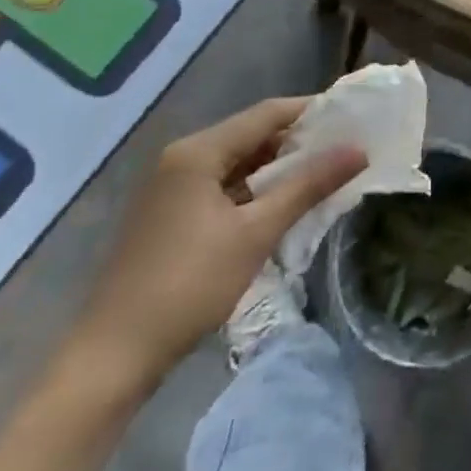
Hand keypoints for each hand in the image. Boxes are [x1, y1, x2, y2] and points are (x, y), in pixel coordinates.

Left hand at [74, 98, 364, 388]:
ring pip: (238, 163)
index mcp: (199, 151)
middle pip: (252, 135)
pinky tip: (283, 205)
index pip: (267, 113)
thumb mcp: (256, 233)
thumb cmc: (188, 286)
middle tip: (343, 148)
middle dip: (298, 141)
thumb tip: (359, 150)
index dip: (311, 111)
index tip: (351, 116)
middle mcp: (182, 158)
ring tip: (323, 175)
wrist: (111, 359)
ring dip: (278, 168)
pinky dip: (255, 190)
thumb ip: (308, 186)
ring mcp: (172, 188)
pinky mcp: (170, 216)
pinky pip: (223, 186)